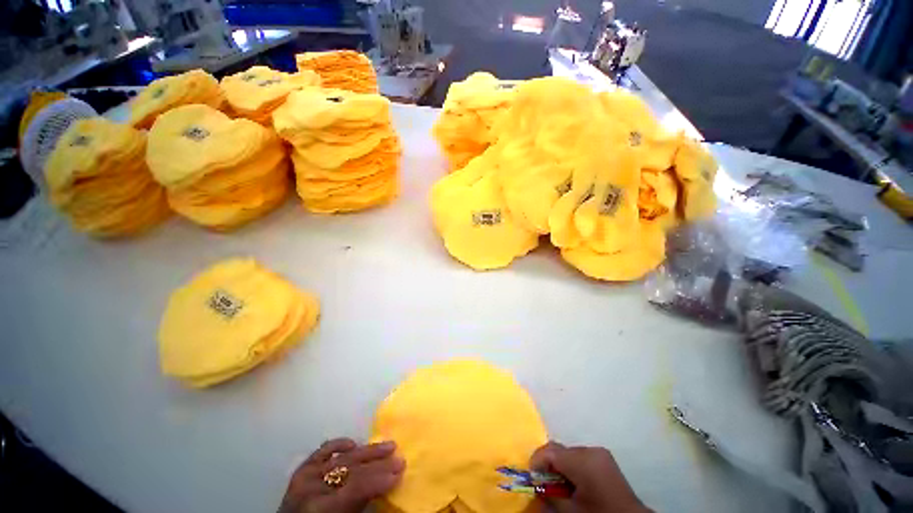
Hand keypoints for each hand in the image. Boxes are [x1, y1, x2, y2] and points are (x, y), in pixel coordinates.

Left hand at [279, 438, 404, 512]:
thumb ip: (361, 506)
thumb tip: (385, 485)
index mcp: (321, 507)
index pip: (357, 486)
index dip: (380, 478)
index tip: (400, 471)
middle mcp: (312, 487)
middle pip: (352, 469)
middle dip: (379, 463)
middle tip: (399, 457)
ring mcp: (305, 476)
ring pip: (343, 457)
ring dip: (368, 451)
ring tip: (388, 445)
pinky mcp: (301, 470)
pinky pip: (322, 451)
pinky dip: (338, 444)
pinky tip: (353, 443)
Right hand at [529, 442, 650, 512]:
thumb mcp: (572, 511)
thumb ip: (550, 497)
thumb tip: (535, 488)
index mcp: (582, 461)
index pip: (550, 452)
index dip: (537, 461)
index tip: (530, 475)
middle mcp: (589, 450)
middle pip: (559, 449)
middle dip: (548, 463)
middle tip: (542, 481)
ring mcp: (598, 452)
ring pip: (568, 452)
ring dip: (560, 464)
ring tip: (559, 484)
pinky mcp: (604, 457)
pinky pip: (580, 455)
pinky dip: (572, 465)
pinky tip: (573, 481)